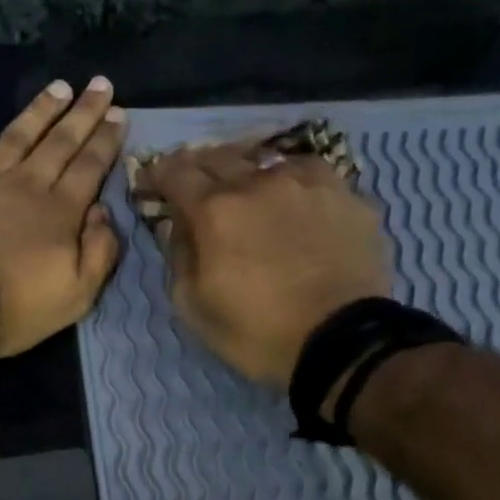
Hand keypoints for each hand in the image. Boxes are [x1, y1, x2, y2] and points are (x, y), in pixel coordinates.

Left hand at [0, 79, 124, 357]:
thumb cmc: (10, 307)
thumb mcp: (75, 296)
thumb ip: (98, 253)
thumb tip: (103, 213)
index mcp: (56, 212)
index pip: (89, 167)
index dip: (106, 140)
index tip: (120, 112)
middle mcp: (19, 186)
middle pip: (57, 143)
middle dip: (81, 113)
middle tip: (98, 84)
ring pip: (9, 137)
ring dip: (34, 111)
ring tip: (53, 86)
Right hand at [138, 138, 392, 387]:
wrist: (342, 342)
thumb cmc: (258, 333)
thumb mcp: (195, 308)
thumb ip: (179, 258)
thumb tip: (176, 226)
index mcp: (215, 211)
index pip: (176, 172)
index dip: (159, 173)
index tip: (153, 182)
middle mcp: (258, 183)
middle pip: (218, 157)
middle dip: (198, 167)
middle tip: (193, 182)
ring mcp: (306, 183)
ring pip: (266, 159)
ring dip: (245, 170)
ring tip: (245, 186)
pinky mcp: (345, 194)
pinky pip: (309, 172)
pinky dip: (290, 179)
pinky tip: (293, 196)